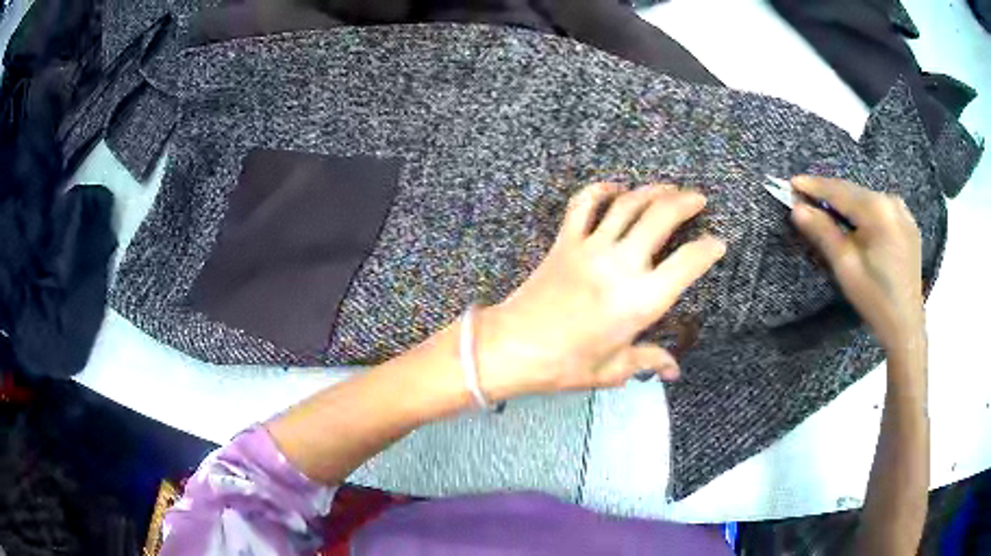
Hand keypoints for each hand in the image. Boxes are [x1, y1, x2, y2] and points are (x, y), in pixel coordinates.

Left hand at [475, 182, 725, 400]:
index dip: (708, 249)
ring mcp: (591, 247)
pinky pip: (584, 204)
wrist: (511, 347)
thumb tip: (673, 371)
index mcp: (641, 300)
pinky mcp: (565, 241)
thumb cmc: (565, 365)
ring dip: (651, 190)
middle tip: (698, 198)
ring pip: (627, 204)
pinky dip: (601, 190)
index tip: (717, 244)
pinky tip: (615, 188)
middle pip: (661, 217)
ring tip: (668, 188)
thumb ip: (648, 361)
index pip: (688, 263)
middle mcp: (621, 265)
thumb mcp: (613, 369)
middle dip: (685, 202)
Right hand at [790, 176, 925, 353]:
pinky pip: (880, 208)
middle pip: (853, 191)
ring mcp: (903, 211)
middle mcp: (891, 201)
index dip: (814, 186)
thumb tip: (797, 208)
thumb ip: (823, 232)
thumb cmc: (874, 298)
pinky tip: (857, 221)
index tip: (791, 182)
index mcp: (877, 210)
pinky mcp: (908, 223)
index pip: (839, 191)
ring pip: (867, 199)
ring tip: (828, 208)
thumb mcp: (846, 267)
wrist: (906, 325)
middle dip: (829, 193)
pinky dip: (864, 210)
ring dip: (847, 202)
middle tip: (806, 195)